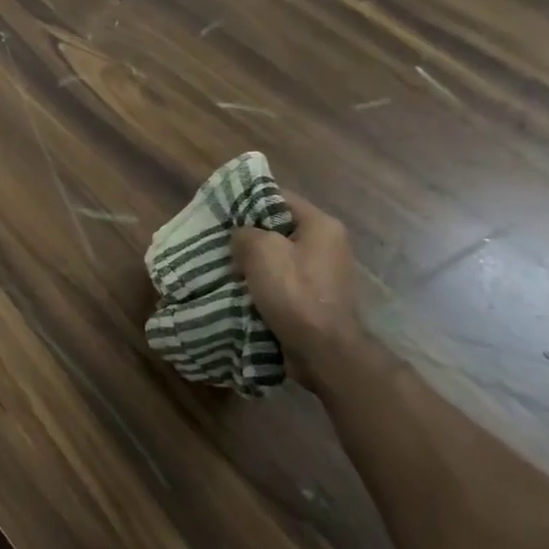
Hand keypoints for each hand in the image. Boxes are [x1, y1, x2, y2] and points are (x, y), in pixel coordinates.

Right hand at [231, 192, 360, 388]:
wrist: (324, 351)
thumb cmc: (295, 293)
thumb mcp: (260, 251)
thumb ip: (244, 233)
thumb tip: (242, 237)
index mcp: (321, 225)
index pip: (280, 197)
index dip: (248, 200)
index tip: (222, 211)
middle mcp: (328, 245)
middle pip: (279, 228)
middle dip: (249, 236)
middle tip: (220, 242)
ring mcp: (324, 274)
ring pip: (279, 258)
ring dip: (254, 263)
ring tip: (226, 267)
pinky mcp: (316, 299)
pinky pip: (283, 282)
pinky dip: (263, 285)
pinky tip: (242, 291)